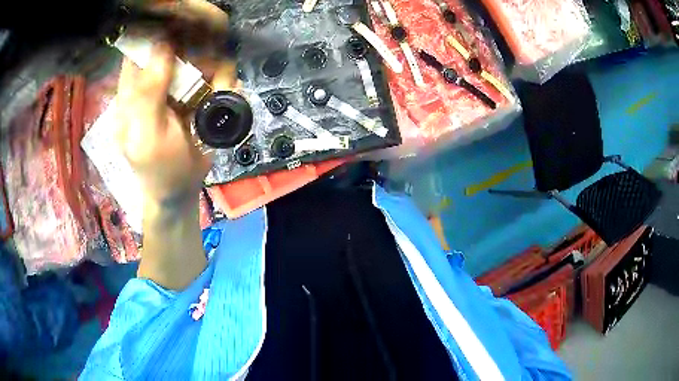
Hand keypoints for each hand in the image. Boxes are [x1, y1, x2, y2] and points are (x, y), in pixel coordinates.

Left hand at [115, 41, 236, 208]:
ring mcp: (177, 84)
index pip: (142, 46)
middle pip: (178, 44)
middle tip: (208, 74)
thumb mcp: (147, 135)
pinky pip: (216, 74)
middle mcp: (154, 79)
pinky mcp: (196, 92)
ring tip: (218, 95)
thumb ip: (149, 92)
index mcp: (132, 88)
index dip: (162, 33)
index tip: (184, 37)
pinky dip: (224, 84)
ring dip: (216, 72)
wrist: (182, 189)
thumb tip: (163, 42)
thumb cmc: (159, 167)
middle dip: (197, 54)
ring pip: (202, 56)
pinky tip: (223, 99)